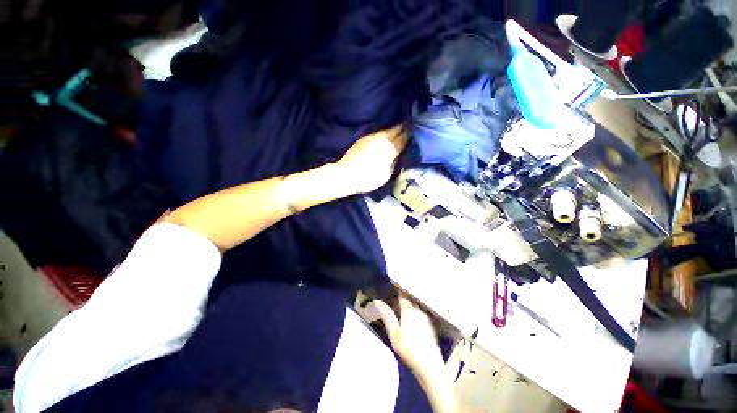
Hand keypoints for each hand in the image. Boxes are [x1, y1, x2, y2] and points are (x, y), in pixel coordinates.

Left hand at [336, 125, 407, 193]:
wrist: (346, 175)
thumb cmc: (368, 179)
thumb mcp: (386, 175)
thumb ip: (394, 163)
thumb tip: (397, 156)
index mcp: (390, 149)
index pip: (404, 138)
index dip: (411, 134)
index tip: (417, 130)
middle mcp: (383, 139)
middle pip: (397, 130)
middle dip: (405, 127)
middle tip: (412, 124)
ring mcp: (372, 137)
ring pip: (387, 130)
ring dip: (395, 128)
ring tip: (400, 128)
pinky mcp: (364, 138)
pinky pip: (378, 133)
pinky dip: (385, 133)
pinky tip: (386, 135)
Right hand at [371, 296, 444, 378]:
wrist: (431, 367)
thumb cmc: (409, 349)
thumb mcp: (394, 333)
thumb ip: (387, 316)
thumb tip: (377, 302)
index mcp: (409, 310)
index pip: (403, 294)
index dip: (396, 289)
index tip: (390, 286)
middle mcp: (419, 310)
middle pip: (410, 299)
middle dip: (401, 296)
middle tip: (392, 297)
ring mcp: (426, 318)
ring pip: (415, 306)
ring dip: (408, 305)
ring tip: (399, 307)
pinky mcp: (430, 326)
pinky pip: (419, 313)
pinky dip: (413, 312)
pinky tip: (409, 320)